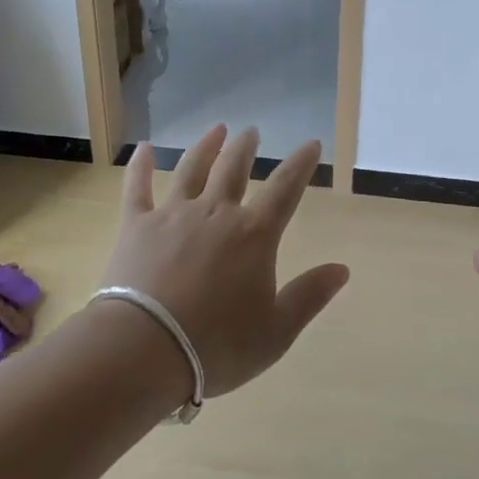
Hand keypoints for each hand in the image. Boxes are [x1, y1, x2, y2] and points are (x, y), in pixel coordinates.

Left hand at [104, 125, 348, 400]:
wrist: (144, 349)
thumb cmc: (216, 346)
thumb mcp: (276, 331)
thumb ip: (309, 296)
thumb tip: (342, 269)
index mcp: (254, 235)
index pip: (285, 189)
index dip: (301, 164)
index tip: (311, 143)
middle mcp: (216, 213)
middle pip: (234, 169)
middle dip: (246, 147)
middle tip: (251, 132)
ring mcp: (173, 215)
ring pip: (192, 169)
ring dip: (206, 146)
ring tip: (216, 129)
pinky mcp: (136, 225)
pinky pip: (138, 187)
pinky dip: (140, 166)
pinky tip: (142, 148)